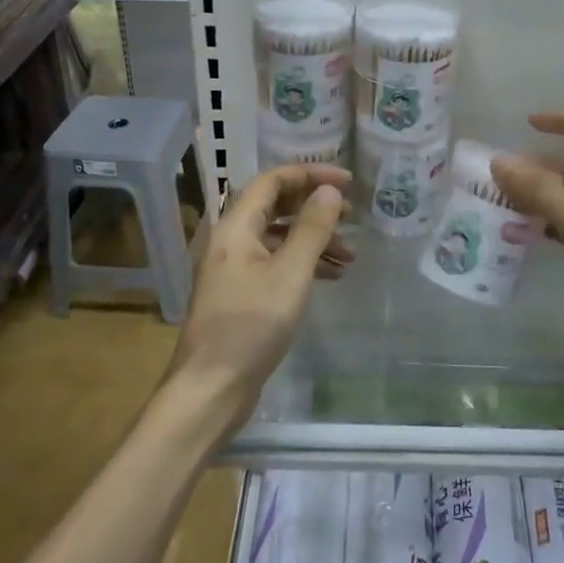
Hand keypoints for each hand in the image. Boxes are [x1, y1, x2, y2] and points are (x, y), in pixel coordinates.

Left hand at [167, 164, 350, 432]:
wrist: (211, 388)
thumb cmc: (250, 327)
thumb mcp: (290, 274)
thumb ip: (311, 229)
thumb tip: (329, 191)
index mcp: (235, 227)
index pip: (272, 181)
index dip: (310, 174)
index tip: (347, 182)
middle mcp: (230, 240)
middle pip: (275, 206)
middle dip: (314, 206)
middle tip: (352, 214)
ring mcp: (234, 268)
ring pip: (278, 236)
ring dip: (313, 238)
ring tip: (350, 254)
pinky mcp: (241, 293)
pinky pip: (276, 262)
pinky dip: (303, 263)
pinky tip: (331, 277)